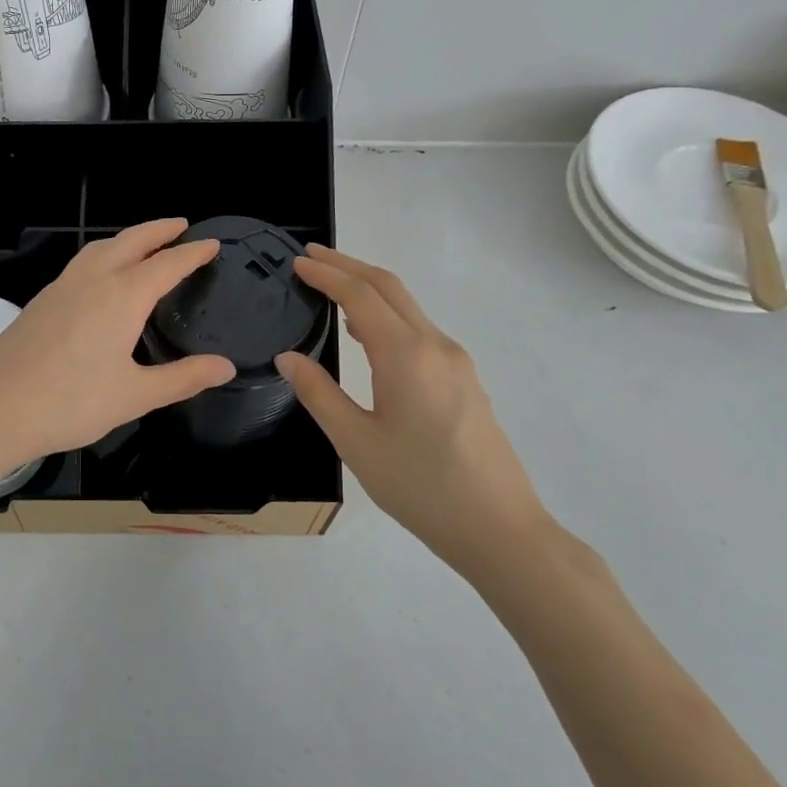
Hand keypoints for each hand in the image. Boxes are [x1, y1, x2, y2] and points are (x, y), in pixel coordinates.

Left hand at [0, 220, 235, 480]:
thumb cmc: (70, 403)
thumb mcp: (135, 396)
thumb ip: (183, 378)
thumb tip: (226, 366)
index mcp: (122, 297)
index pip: (167, 265)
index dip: (193, 253)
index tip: (213, 244)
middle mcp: (92, 281)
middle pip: (131, 241)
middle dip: (158, 230)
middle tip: (181, 225)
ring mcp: (61, 288)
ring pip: (100, 248)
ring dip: (127, 238)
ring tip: (143, 243)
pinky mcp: (40, 301)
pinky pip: (80, 263)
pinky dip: (102, 254)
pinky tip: (100, 277)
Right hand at [275, 245, 548, 576]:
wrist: (499, 527)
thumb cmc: (420, 486)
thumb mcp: (356, 442)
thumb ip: (318, 394)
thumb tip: (288, 357)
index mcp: (406, 355)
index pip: (360, 295)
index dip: (327, 274)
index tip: (297, 263)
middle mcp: (435, 345)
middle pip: (389, 287)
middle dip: (348, 266)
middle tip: (310, 258)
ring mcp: (455, 360)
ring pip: (407, 306)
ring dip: (368, 287)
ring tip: (331, 286)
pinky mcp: (464, 379)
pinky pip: (419, 328)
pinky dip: (387, 313)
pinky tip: (367, 331)